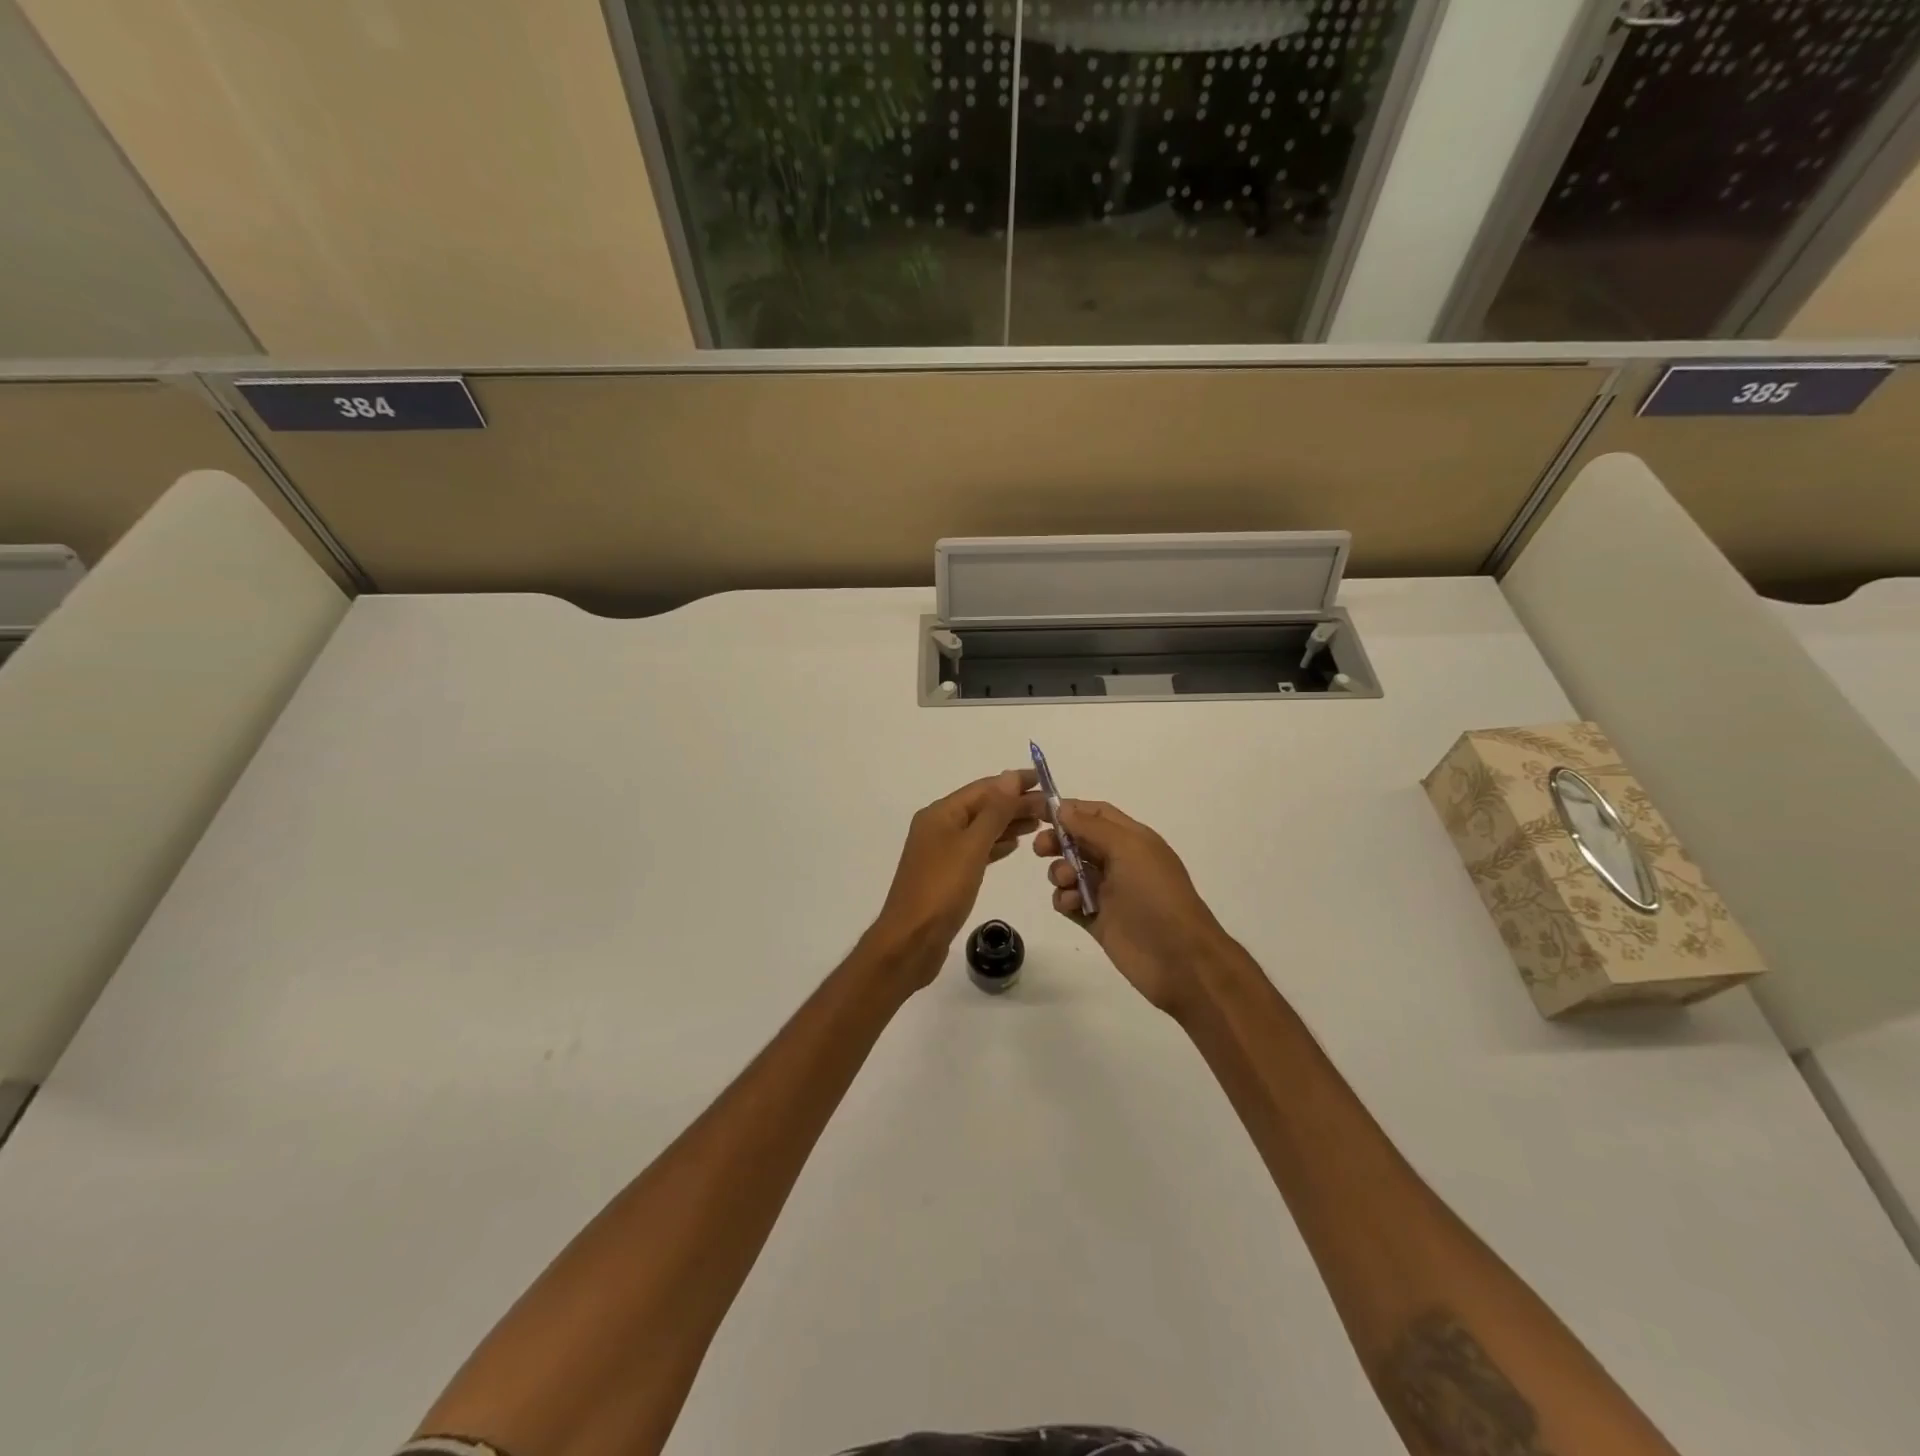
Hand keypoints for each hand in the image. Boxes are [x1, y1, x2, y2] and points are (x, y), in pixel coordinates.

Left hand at [869, 770, 1042, 986]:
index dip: (1014, 783)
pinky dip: (996, 844)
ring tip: (1040, 822)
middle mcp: (938, 826)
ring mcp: (941, 851)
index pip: (984, 788)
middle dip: (1015, 803)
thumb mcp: (972, 846)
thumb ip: (994, 812)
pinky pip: (976, 849)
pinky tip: (1014, 845)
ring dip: (1008, 823)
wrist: (911, 940)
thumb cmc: (942, 889)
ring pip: (981, 828)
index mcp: (940, 814)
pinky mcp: (947, 874)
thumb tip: (1011, 776)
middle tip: (1051, 808)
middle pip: (982, 807)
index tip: (1046, 781)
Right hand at [1034, 800, 1233, 1018]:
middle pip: (1079, 841)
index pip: (1097, 814)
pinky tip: (1071, 905)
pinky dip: (1064, 900)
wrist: (1179, 958)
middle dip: (1057, 840)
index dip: (1070, 809)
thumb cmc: (1156, 895)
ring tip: (1066, 882)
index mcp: (1133, 840)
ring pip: (1070, 871)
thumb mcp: (1128, 849)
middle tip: (1041, 849)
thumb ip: (1092, 827)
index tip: (1039, 812)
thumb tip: (1062, 808)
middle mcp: (1119, 862)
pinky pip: (1069, 902)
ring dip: (1059, 871)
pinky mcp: (1097, 921)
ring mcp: (1108, 893)